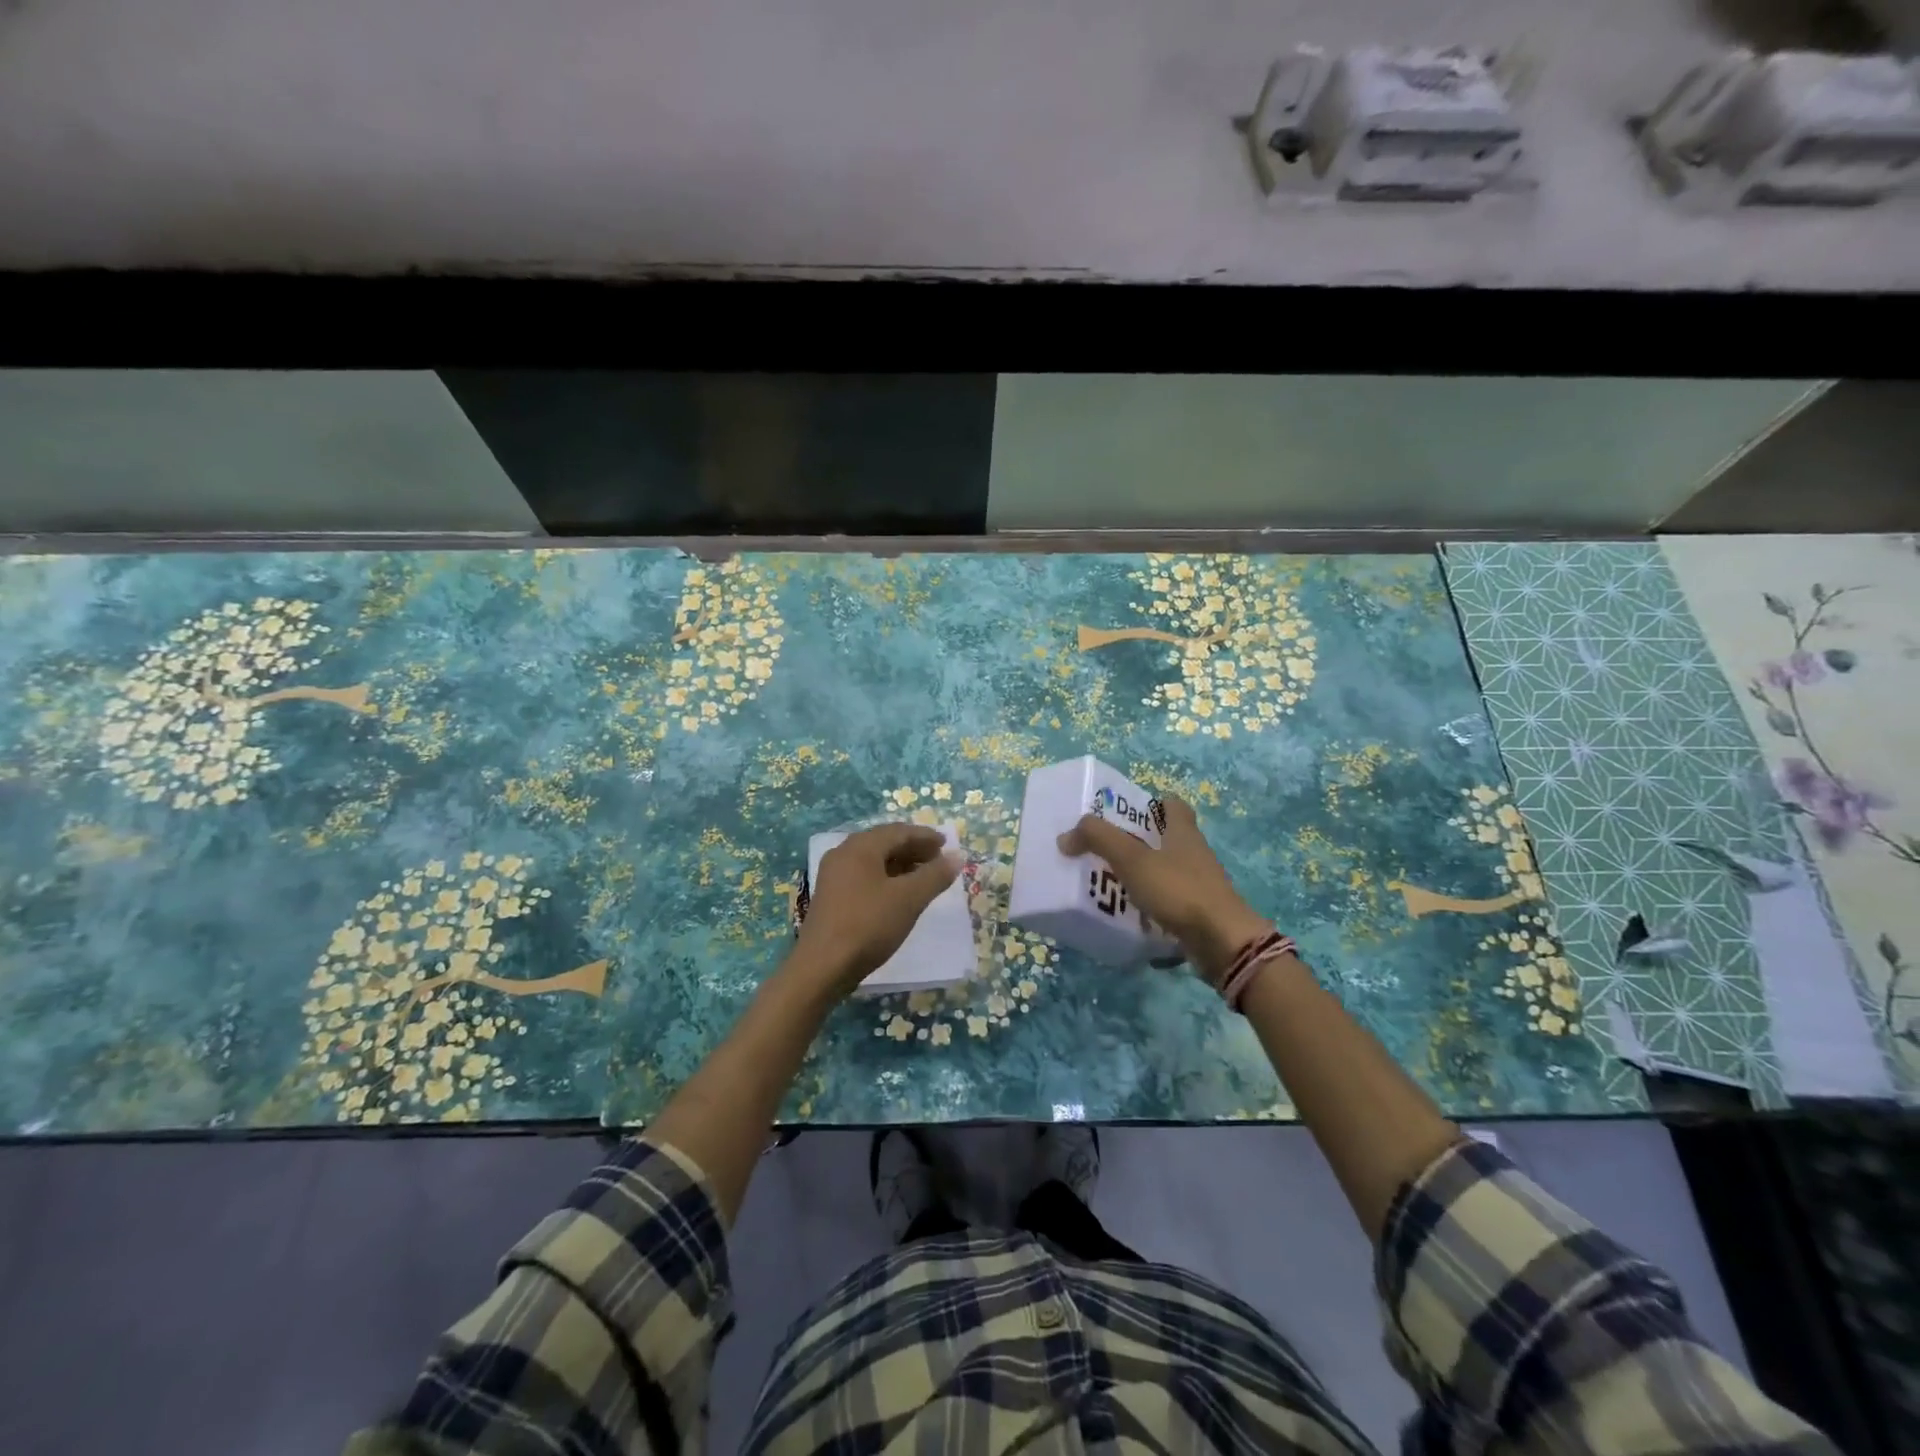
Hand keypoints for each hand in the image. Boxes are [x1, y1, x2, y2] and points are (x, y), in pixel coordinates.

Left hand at [792, 823, 960, 994]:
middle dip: (913, 848)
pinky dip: (886, 878)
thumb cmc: (868, 925)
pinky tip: (899, 894)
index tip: (947, 844)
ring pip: (873, 860)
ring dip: (900, 864)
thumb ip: (935, 876)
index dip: (925, 836)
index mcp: (860, 847)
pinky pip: (864, 875)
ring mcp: (834, 875)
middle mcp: (843, 854)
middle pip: (884, 842)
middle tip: (938, 859)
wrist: (822, 967)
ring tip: (923, 876)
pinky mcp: (831, 896)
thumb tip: (958, 856)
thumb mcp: (909, 899)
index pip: (898, 831)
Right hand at [1058, 795, 1270, 982]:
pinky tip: (1129, 914)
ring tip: (1108, 881)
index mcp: (1183, 832)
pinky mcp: (1198, 912)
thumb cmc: (1178, 890)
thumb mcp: (1132, 859)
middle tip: (1104, 848)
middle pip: (1166, 838)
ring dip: (1142, 874)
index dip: (1151, 803)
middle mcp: (1194, 853)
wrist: (1221, 942)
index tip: (1125, 812)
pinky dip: (1150, 904)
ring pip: (1166, 870)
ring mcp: (1199, 884)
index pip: (1172, 804)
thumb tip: (1066, 836)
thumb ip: (1098, 839)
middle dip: (1138, 840)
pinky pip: (1169, 901)